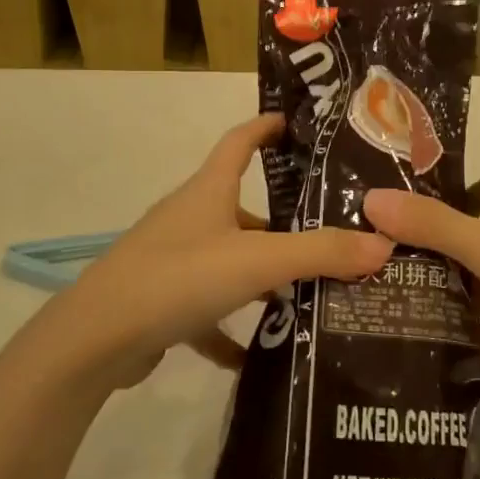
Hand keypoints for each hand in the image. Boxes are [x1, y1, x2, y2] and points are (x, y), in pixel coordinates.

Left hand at [45, 114, 391, 388]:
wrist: (96, 339)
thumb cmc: (178, 278)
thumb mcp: (256, 261)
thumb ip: (319, 253)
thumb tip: (383, 244)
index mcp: (207, 192)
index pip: (239, 142)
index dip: (266, 127)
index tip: (296, 123)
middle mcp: (188, 218)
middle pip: (240, 207)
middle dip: (282, 220)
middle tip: (329, 234)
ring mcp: (172, 261)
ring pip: (228, 260)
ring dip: (262, 276)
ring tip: (308, 293)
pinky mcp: (162, 303)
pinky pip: (207, 311)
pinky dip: (231, 329)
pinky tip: (258, 356)